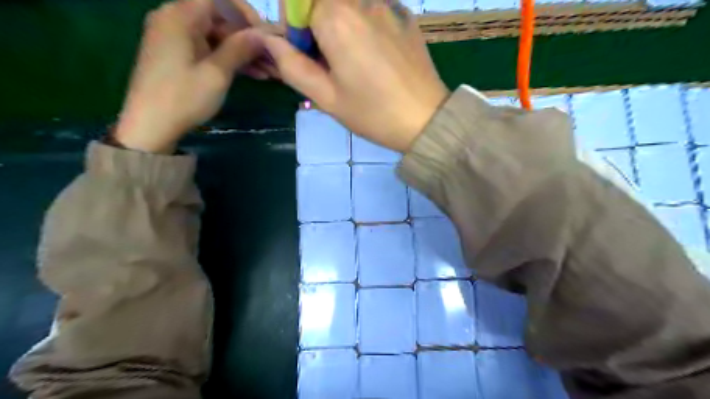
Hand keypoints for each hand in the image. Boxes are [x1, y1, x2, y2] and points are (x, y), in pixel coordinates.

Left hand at [117, 1, 271, 152]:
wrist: (150, 126)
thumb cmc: (184, 97)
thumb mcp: (217, 73)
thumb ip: (239, 48)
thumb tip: (263, 34)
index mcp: (180, 16)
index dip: (245, 13)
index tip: (264, 35)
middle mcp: (173, 18)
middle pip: (218, 17)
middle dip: (246, 37)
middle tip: (271, 58)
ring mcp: (173, 37)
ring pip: (215, 35)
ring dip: (241, 51)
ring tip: (267, 71)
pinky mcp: (176, 54)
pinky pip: (207, 48)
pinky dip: (227, 58)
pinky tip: (250, 74)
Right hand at [260, 0, 447, 149]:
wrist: (426, 120)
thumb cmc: (373, 114)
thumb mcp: (327, 98)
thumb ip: (292, 66)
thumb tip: (270, 40)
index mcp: (338, 18)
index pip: (296, 0)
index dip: (293, 25)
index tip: (304, 54)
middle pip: (323, 1)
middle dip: (315, 24)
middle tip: (326, 60)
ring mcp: (388, 4)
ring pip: (348, 5)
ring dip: (339, 25)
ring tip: (352, 61)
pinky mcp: (405, 15)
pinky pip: (371, 8)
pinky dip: (362, 24)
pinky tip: (374, 56)